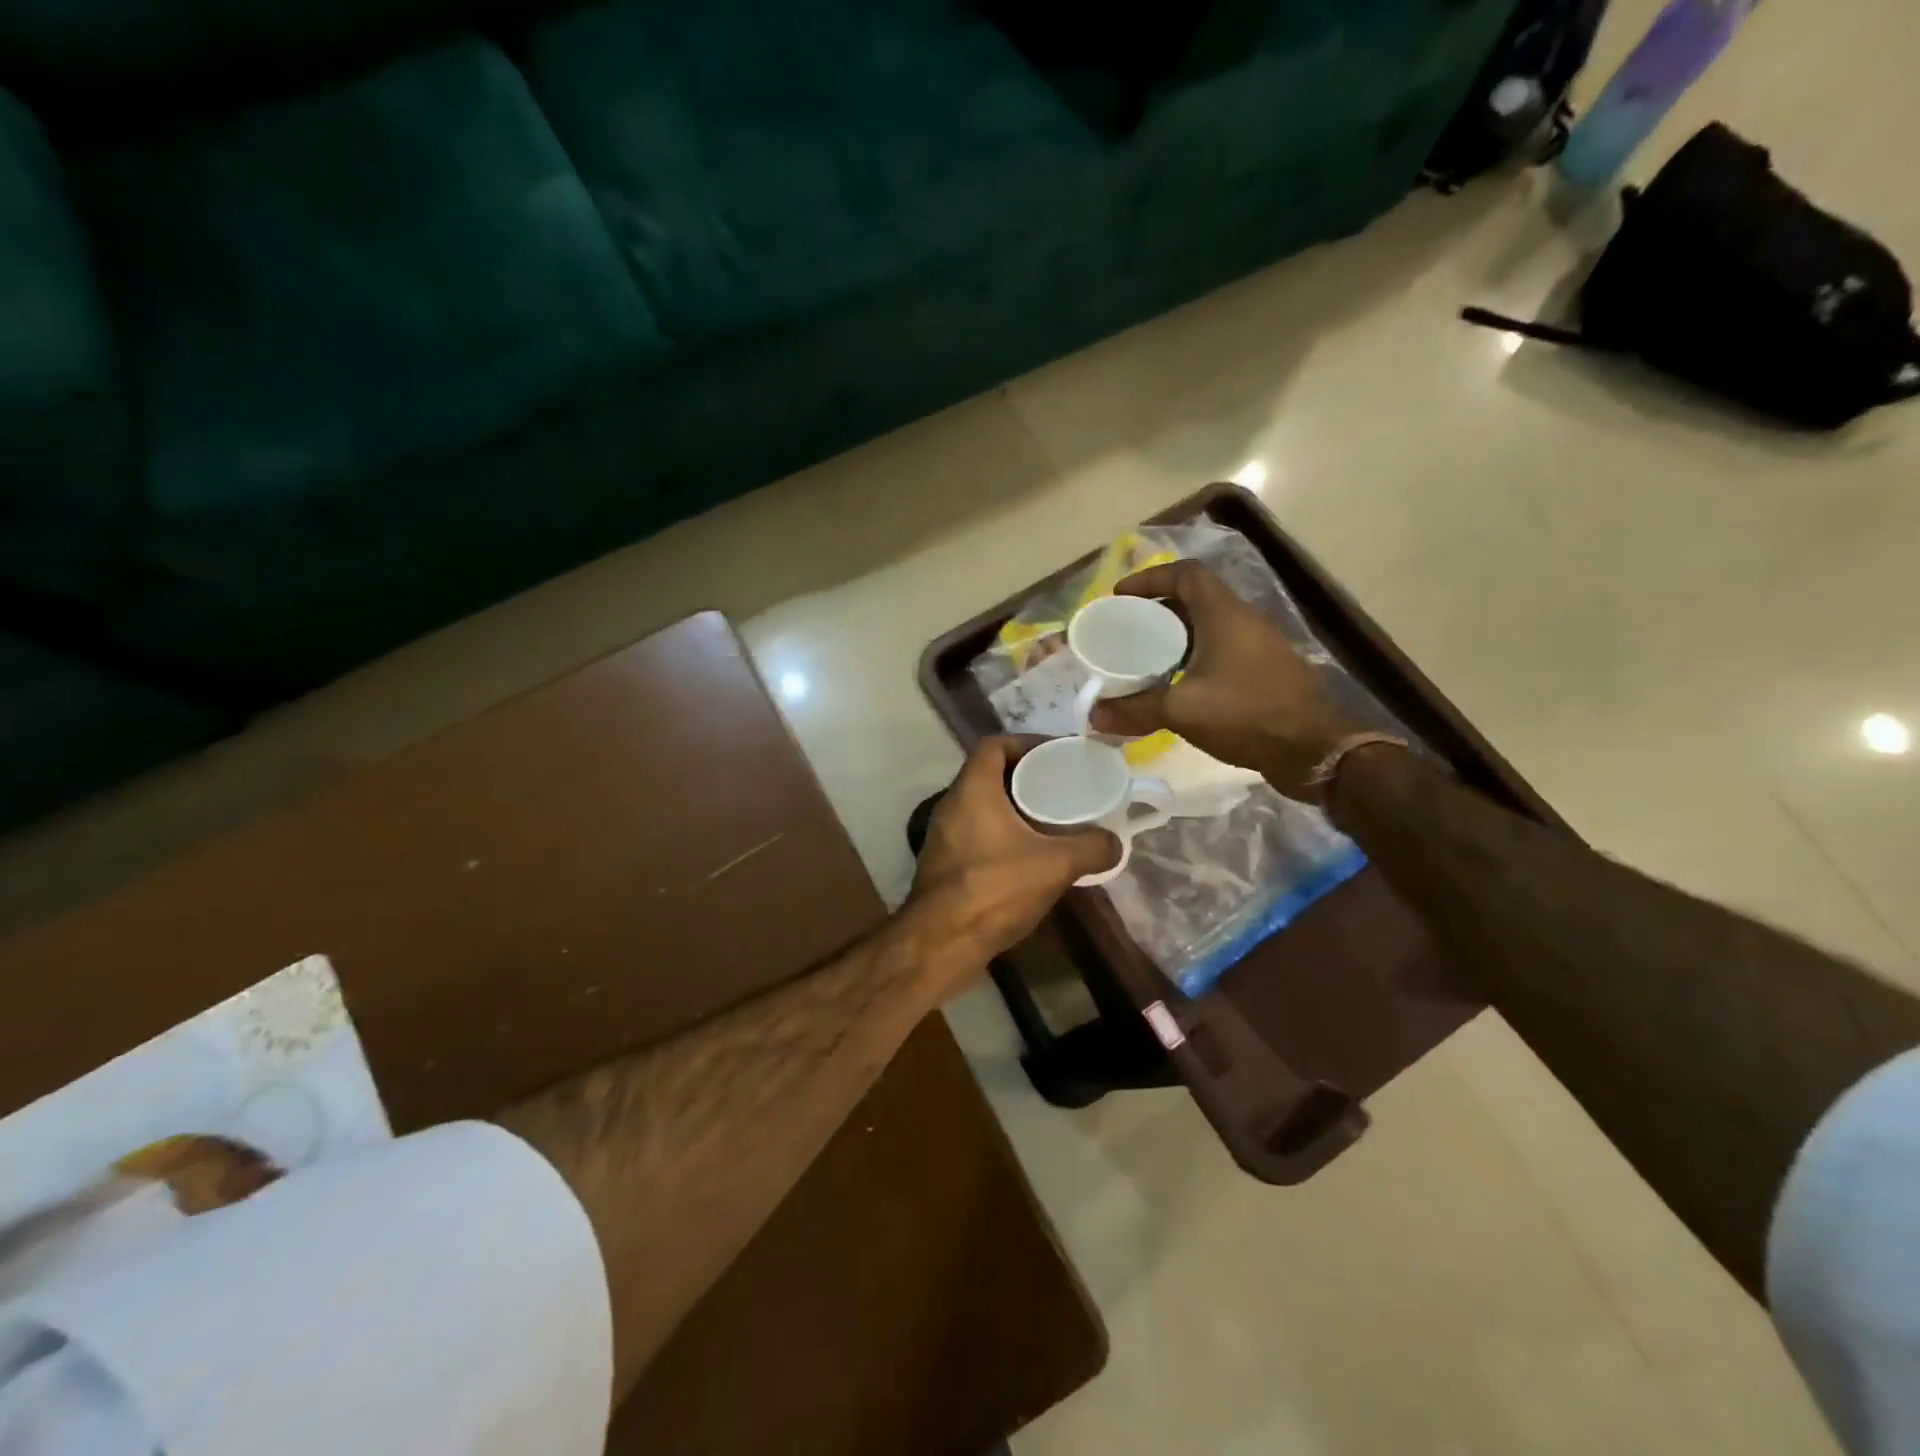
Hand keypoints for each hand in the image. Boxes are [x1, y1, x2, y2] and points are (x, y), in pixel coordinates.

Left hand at [906, 736, 1118, 967]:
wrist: (941, 942)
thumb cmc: (995, 889)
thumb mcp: (1055, 865)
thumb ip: (1092, 848)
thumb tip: (1115, 843)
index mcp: (972, 789)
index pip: (994, 745)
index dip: (1025, 742)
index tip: (1055, 755)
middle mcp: (951, 804)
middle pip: (989, 774)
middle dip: (1025, 777)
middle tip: (1060, 788)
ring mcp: (943, 835)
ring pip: (982, 806)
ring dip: (1013, 808)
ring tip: (1050, 820)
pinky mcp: (944, 863)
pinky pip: (976, 833)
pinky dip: (1002, 834)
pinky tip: (1029, 855)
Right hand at [1088, 561, 1360, 799]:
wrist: (1312, 750)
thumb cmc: (1246, 714)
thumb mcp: (1183, 710)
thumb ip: (1136, 709)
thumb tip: (1093, 714)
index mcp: (1224, 614)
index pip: (1185, 574)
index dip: (1151, 578)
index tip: (1121, 596)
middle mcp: (1243, 621)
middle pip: (1194, 599)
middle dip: (1156, 610)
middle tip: (1125, 629)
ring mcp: (1257, 647)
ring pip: (1208, 627)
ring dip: (1175, 637)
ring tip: (1143, 658)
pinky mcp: (1263, 672)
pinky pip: (1220, 652)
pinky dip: (1193, 658)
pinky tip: (1175, 686)